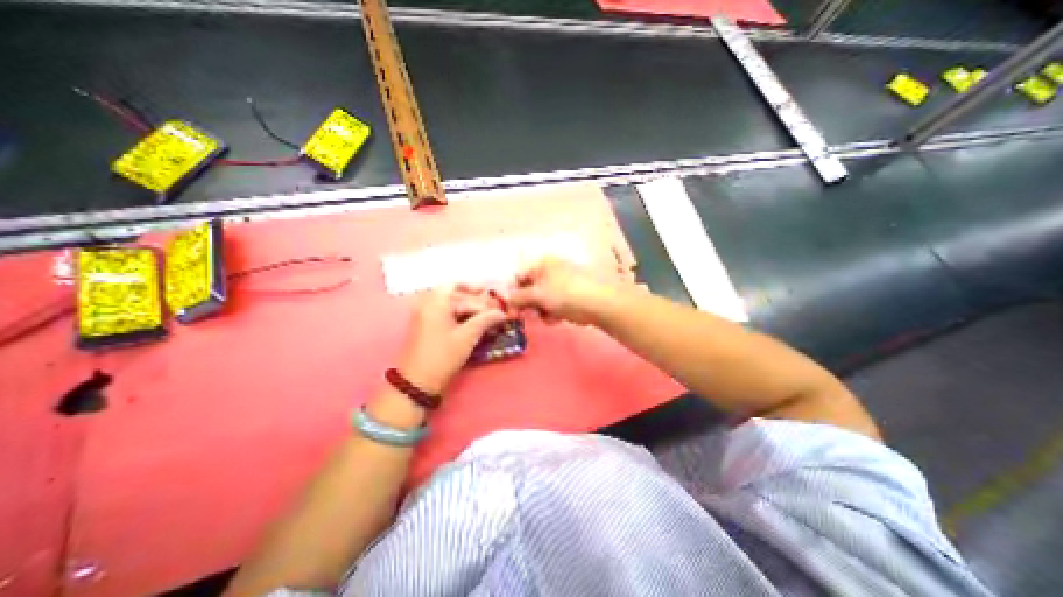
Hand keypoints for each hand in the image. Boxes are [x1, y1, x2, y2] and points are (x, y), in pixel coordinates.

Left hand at [397, 287, 508, 394]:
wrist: (417, 383)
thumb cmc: (442, 356)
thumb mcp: (467, 337)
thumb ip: (485, 320)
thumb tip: (501, 313)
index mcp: (436, 302)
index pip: (463, 292)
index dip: (481, 298)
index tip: (497, 305)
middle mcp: (429, 304)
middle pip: (456, 294)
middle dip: (477, 301)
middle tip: (494, 310)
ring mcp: (427, 315)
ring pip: (452, 305)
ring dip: (470, 308)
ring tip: (488, 317)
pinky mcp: (428, 327)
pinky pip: (447, 314)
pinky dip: (462, 316)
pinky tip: (476, 324)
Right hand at [505, 255, 614, 323]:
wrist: (601, 303)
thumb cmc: (566, 294)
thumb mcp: (538, 295)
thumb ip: (518, 298)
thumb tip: (506, 303)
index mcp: (542, 263)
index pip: (518, 277)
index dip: (512, 294)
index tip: (510, 311)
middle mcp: (551, 270)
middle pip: (530, 289)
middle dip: (528, 305)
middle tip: (528, 317)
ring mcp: (562, 283)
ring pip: (542, 300)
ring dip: (541, 311)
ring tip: (549, 317)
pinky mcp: (571, 295)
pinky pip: (555, 305)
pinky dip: (554, 313)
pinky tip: (559, 318)